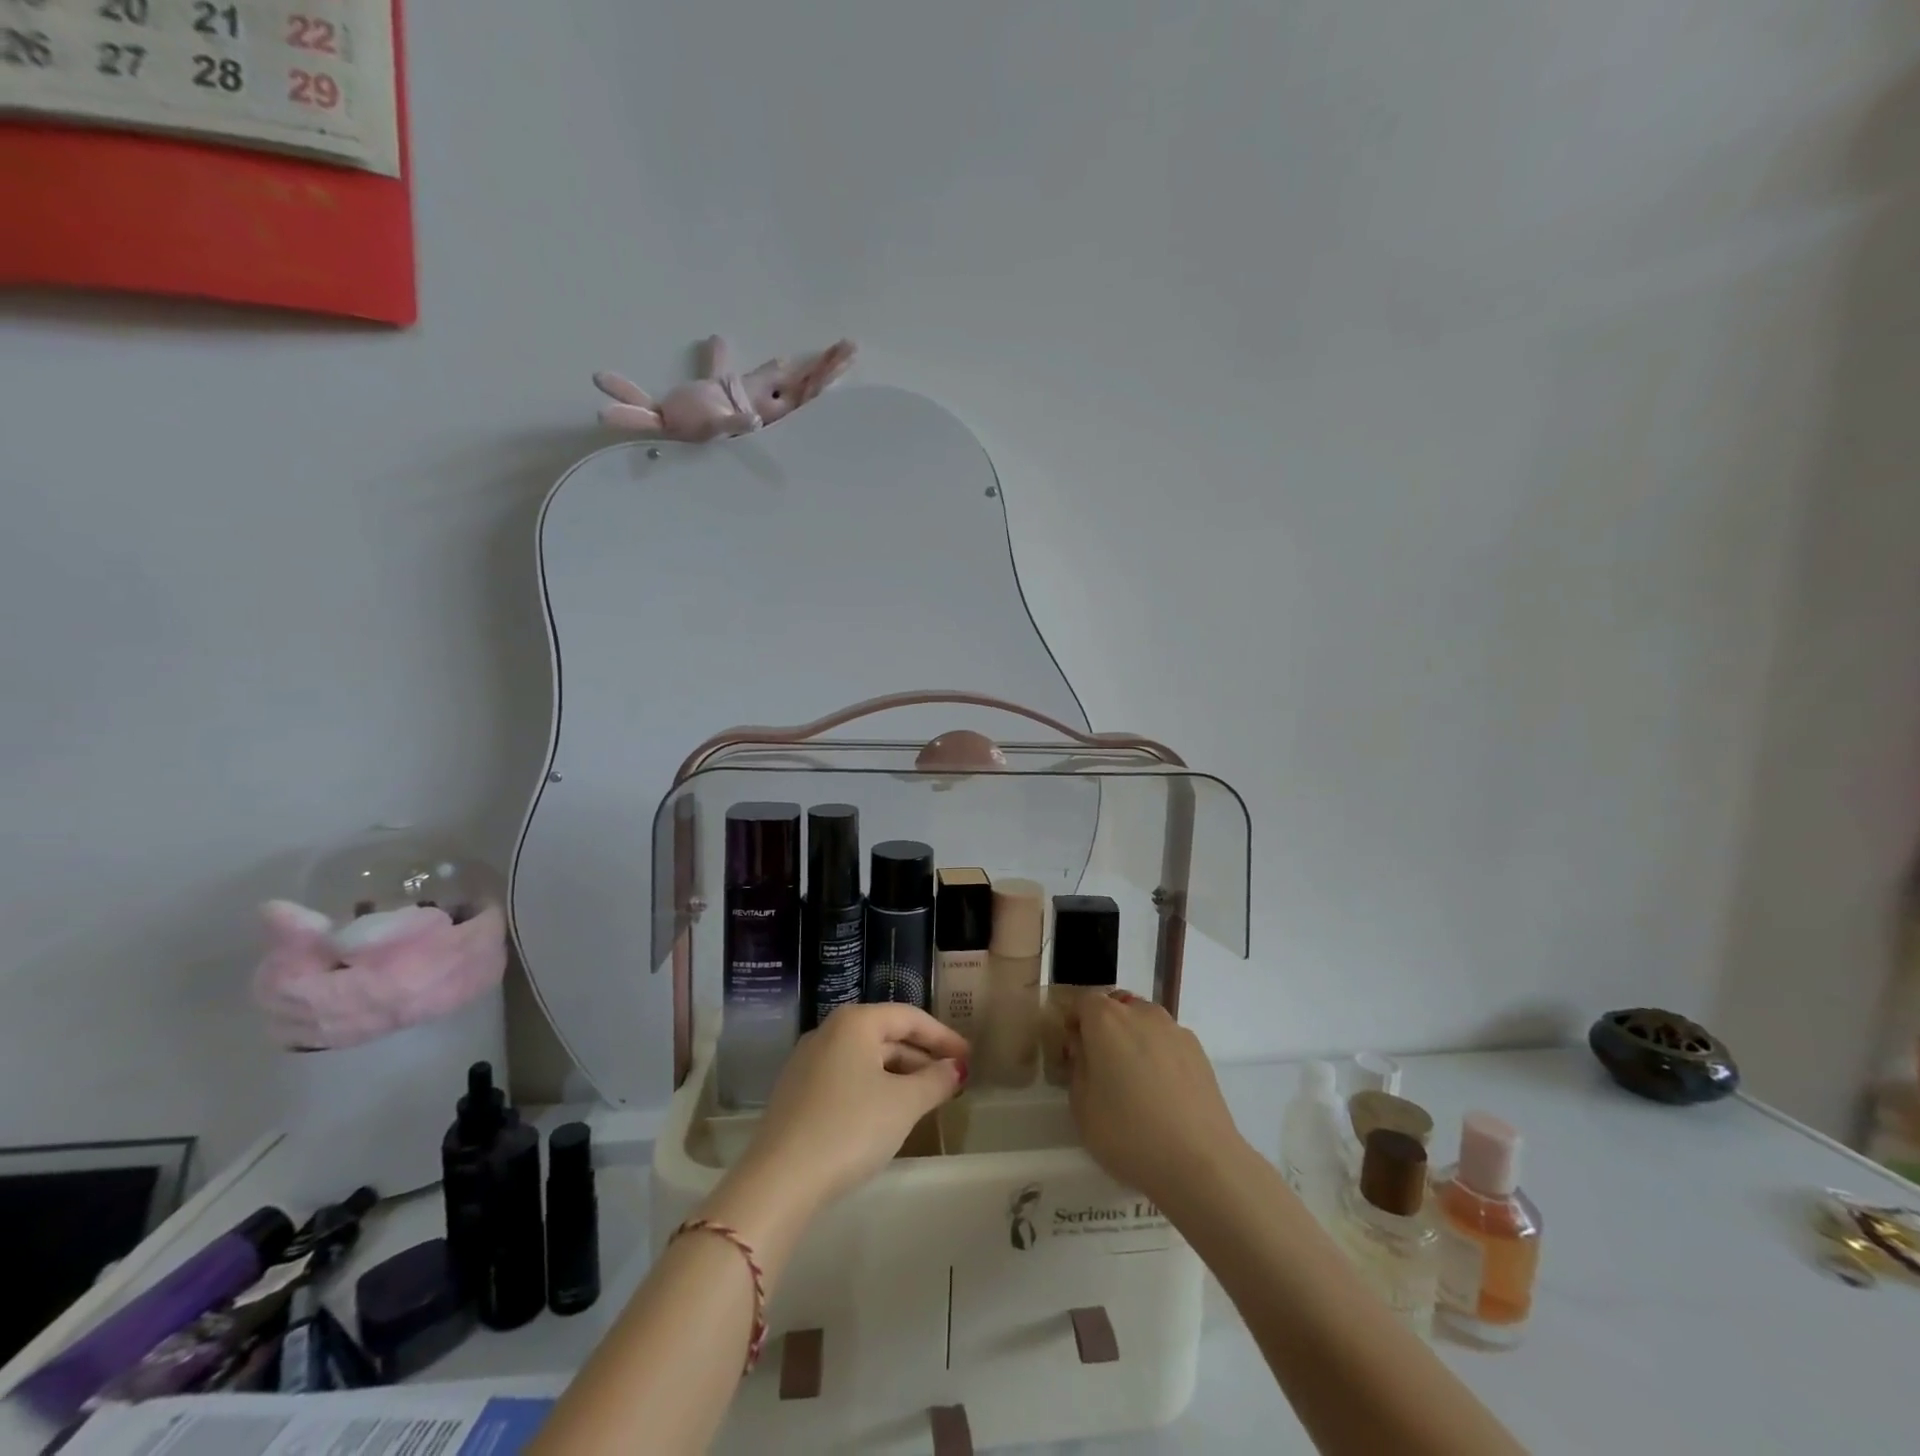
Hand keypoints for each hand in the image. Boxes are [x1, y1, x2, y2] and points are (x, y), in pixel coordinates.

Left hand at [740, 1004, 967, 1210]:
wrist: (780, 1179)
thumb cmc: (850, 1127)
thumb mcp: (903, 1104)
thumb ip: (935, 1080)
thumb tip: (956, 1068)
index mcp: (854, 1022)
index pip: (909, 1017)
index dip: (943, 1036)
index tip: (968, 1057)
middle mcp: (828, 1032)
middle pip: (886, 1036)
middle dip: (922, 1057)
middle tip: (952, 1080)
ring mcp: (807, 1062)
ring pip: (865, 1059)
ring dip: (899, 1075)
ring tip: (926, 1099)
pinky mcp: (796, 1093)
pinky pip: (846, 1078)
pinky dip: (873, 1088)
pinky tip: (887, 1114)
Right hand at [1066, 992, 1247, 1206]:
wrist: (1200, 1162)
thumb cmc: (1129, 1133)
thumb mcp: (1081, 1107)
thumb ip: (1078, 1067)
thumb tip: (1085, 1050)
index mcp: (1106, 1019)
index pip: (1082, 1002)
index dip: (1075, 1023)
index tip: (1074, 1052)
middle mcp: (1141, 1013)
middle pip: (1116, 1007)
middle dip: (1105, 1028)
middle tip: (1102, 1067)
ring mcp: (1174, 1029)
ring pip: (1144, 1022)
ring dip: (1134, 1039)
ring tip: (1137, 1082)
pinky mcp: (1199, 1051)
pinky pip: (1168, 1041)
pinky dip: (1159, 1055)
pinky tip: (1163, 1093)